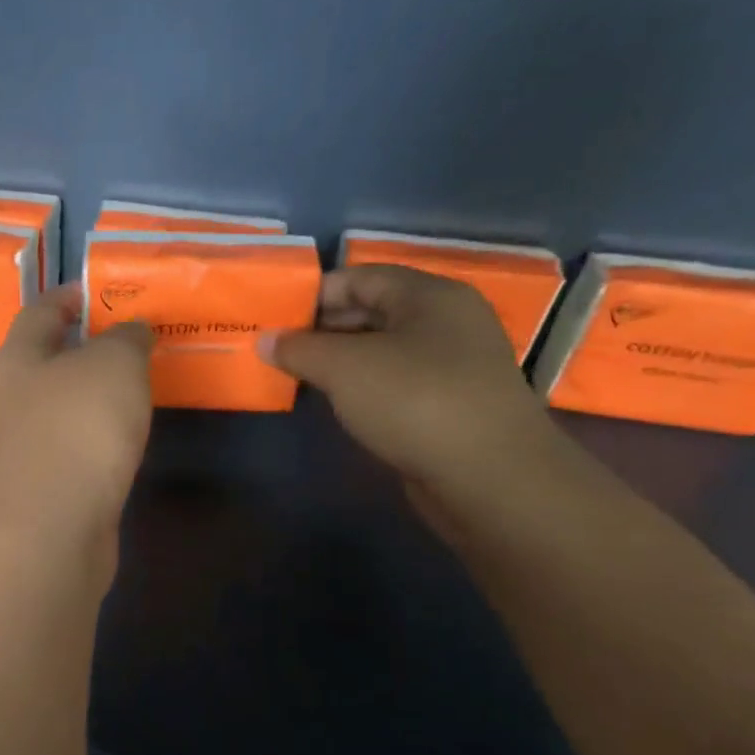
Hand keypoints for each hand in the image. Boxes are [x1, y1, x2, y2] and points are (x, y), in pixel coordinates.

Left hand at [0, 285, 153, 545]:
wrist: (47, 533)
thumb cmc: (75, 430)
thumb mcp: (112, 365)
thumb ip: (126, 339)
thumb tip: (131, 332)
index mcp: (20, 357)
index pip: (40, 310)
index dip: (70, 295)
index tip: (103, 289)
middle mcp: (16, 397)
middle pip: (51, 357)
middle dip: (91, 344)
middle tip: (142, 335)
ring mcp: (29, 444)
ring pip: (67, 403)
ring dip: (100, 391)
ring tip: (145, 379)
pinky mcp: (49, 484)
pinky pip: (79, 443)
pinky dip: (103, 432)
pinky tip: (131, 433)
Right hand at [265, 265, 560, 501]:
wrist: (489, 477)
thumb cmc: (414, 401)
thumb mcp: (343, 367)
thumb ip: (298, 348)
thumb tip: (265, 340)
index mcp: (429, 295)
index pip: (359, 277)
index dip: (313, 294)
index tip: (274, 318)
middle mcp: (447, 321)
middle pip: (372, 310)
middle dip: (322, 328)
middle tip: (279, 349)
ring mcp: (454, 364)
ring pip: (383, 349)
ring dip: (340, 360)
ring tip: (297, 376)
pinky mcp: (453, 403)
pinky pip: (397, 380)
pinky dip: (363, 386)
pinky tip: (336, 402)